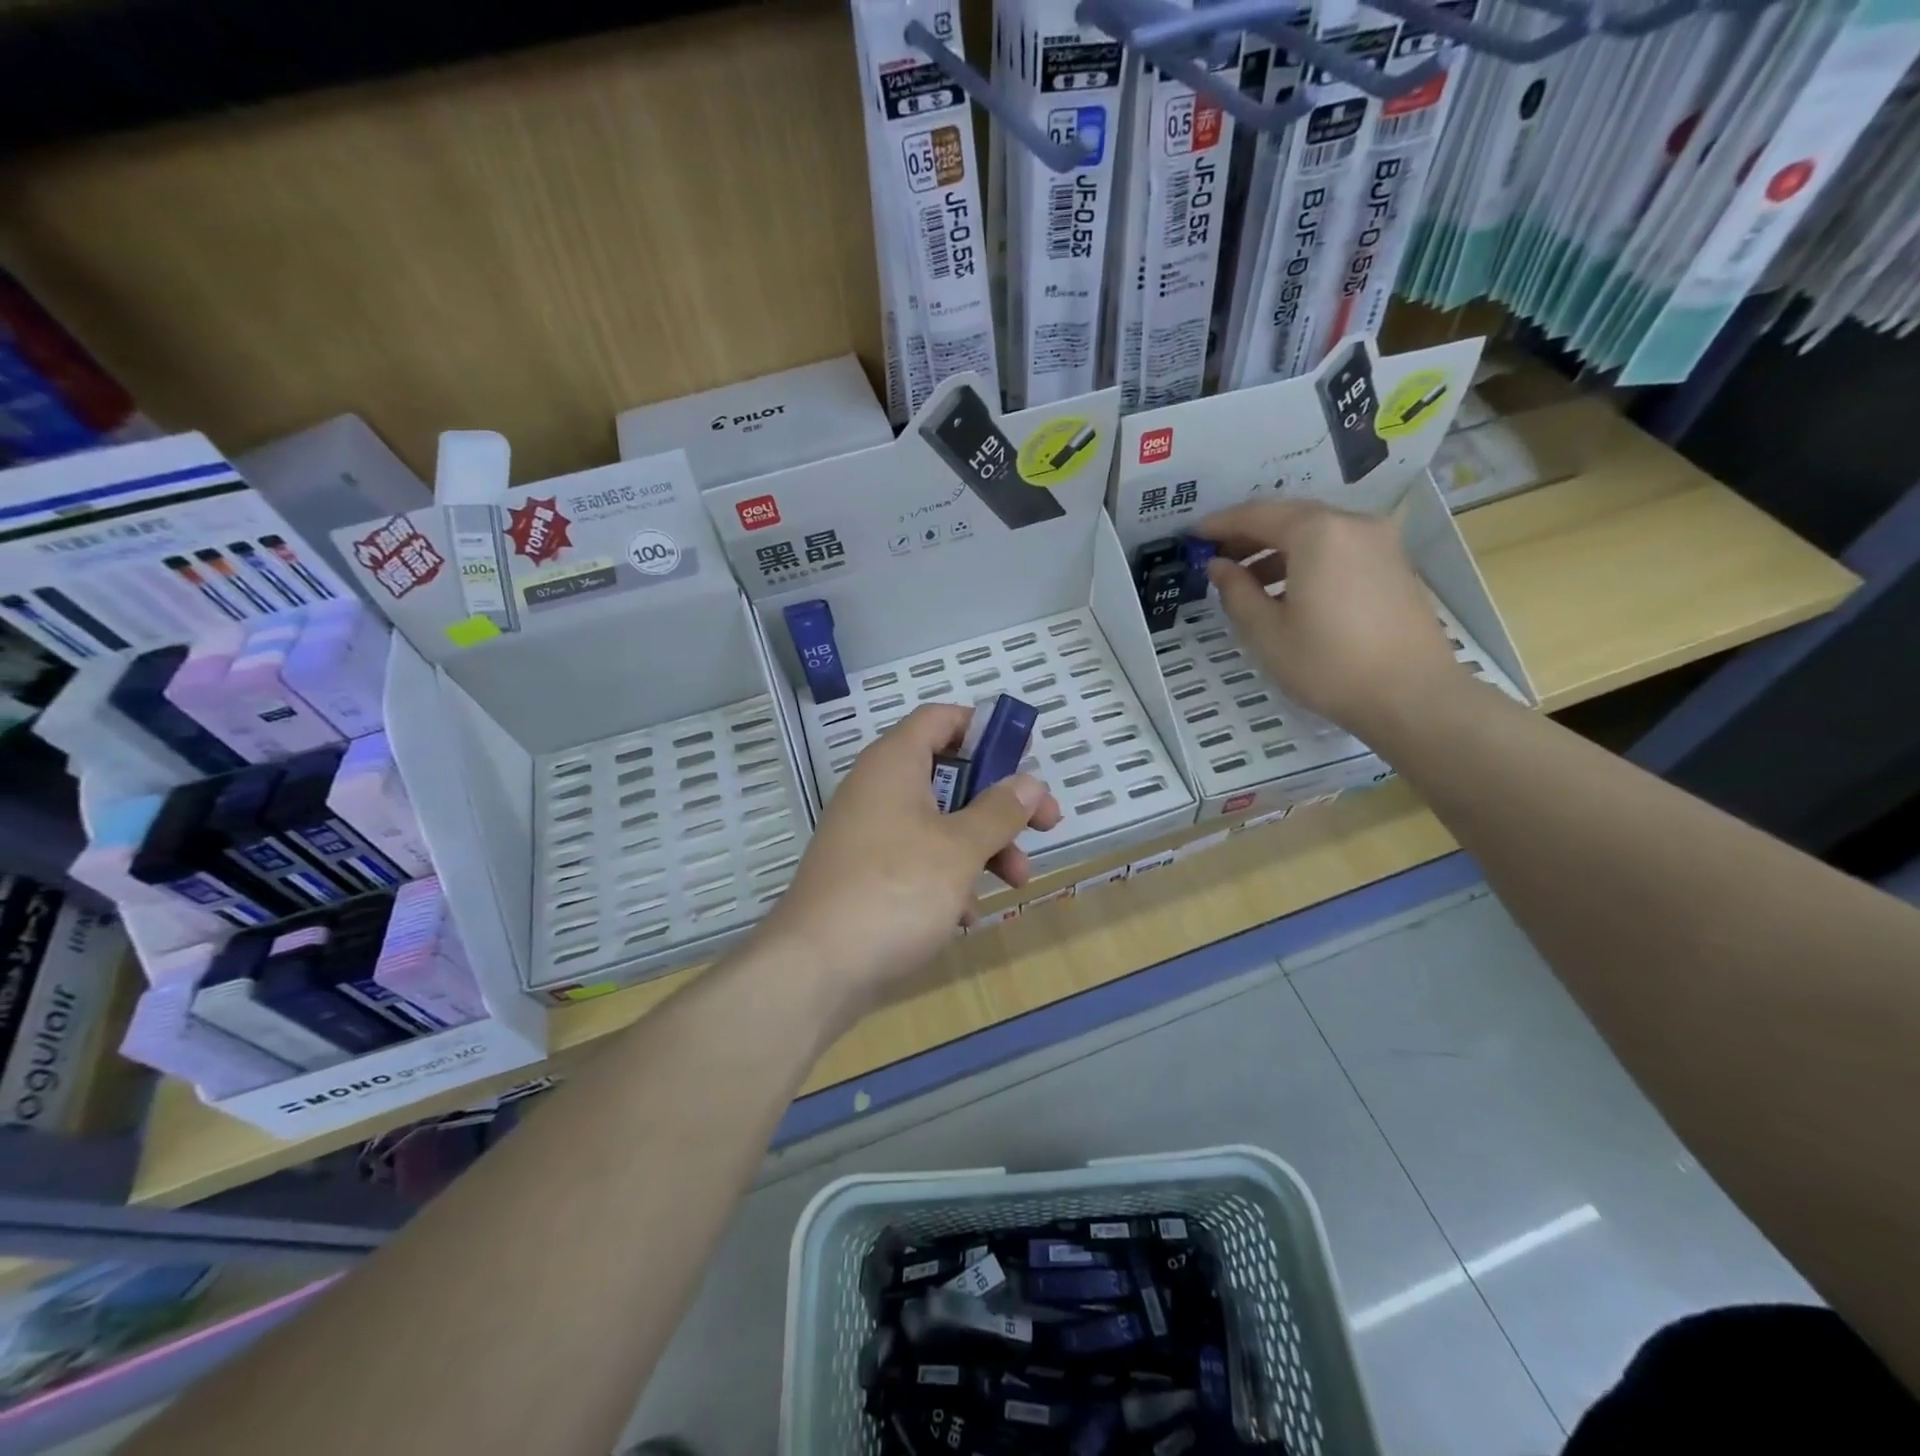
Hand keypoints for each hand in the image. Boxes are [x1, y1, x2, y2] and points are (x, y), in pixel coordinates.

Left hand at [756, 704, 1061, 1011]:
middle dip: (999, 802)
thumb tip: (1030, 782)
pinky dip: (948, 878)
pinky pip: (917, 860)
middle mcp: (878, 789)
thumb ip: (999, 811)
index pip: (940, 719)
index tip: (1023, 756)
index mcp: (894, 763)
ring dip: (982, 846)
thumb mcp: (959, 848)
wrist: (816, 967)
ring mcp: (869, 833)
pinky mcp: (866, 874)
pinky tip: (966, 915)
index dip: (984, 729)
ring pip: (938, 823)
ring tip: (1017, 881)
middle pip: (949, 775)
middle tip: (1044, 825)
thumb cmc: (895, 890)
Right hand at [1195, 500, 1461, 735]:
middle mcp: (1352, 524)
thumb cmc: (1328, 664)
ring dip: (1277, 550)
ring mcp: (1380, 542)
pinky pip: (1339, 549)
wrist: (1412, 696)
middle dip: (1248, 535)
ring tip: (1247, 581)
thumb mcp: (1266, 632)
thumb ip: (1236, 591)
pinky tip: (1288, 592)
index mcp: (1317, 532)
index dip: (1219, 524)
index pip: (1256, 515)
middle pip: (1289, 517)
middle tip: (1216, 556)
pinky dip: (1307, 560)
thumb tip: (1218, 566)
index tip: (1192, 536)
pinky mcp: (1394, 565)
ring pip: (1316, 533)